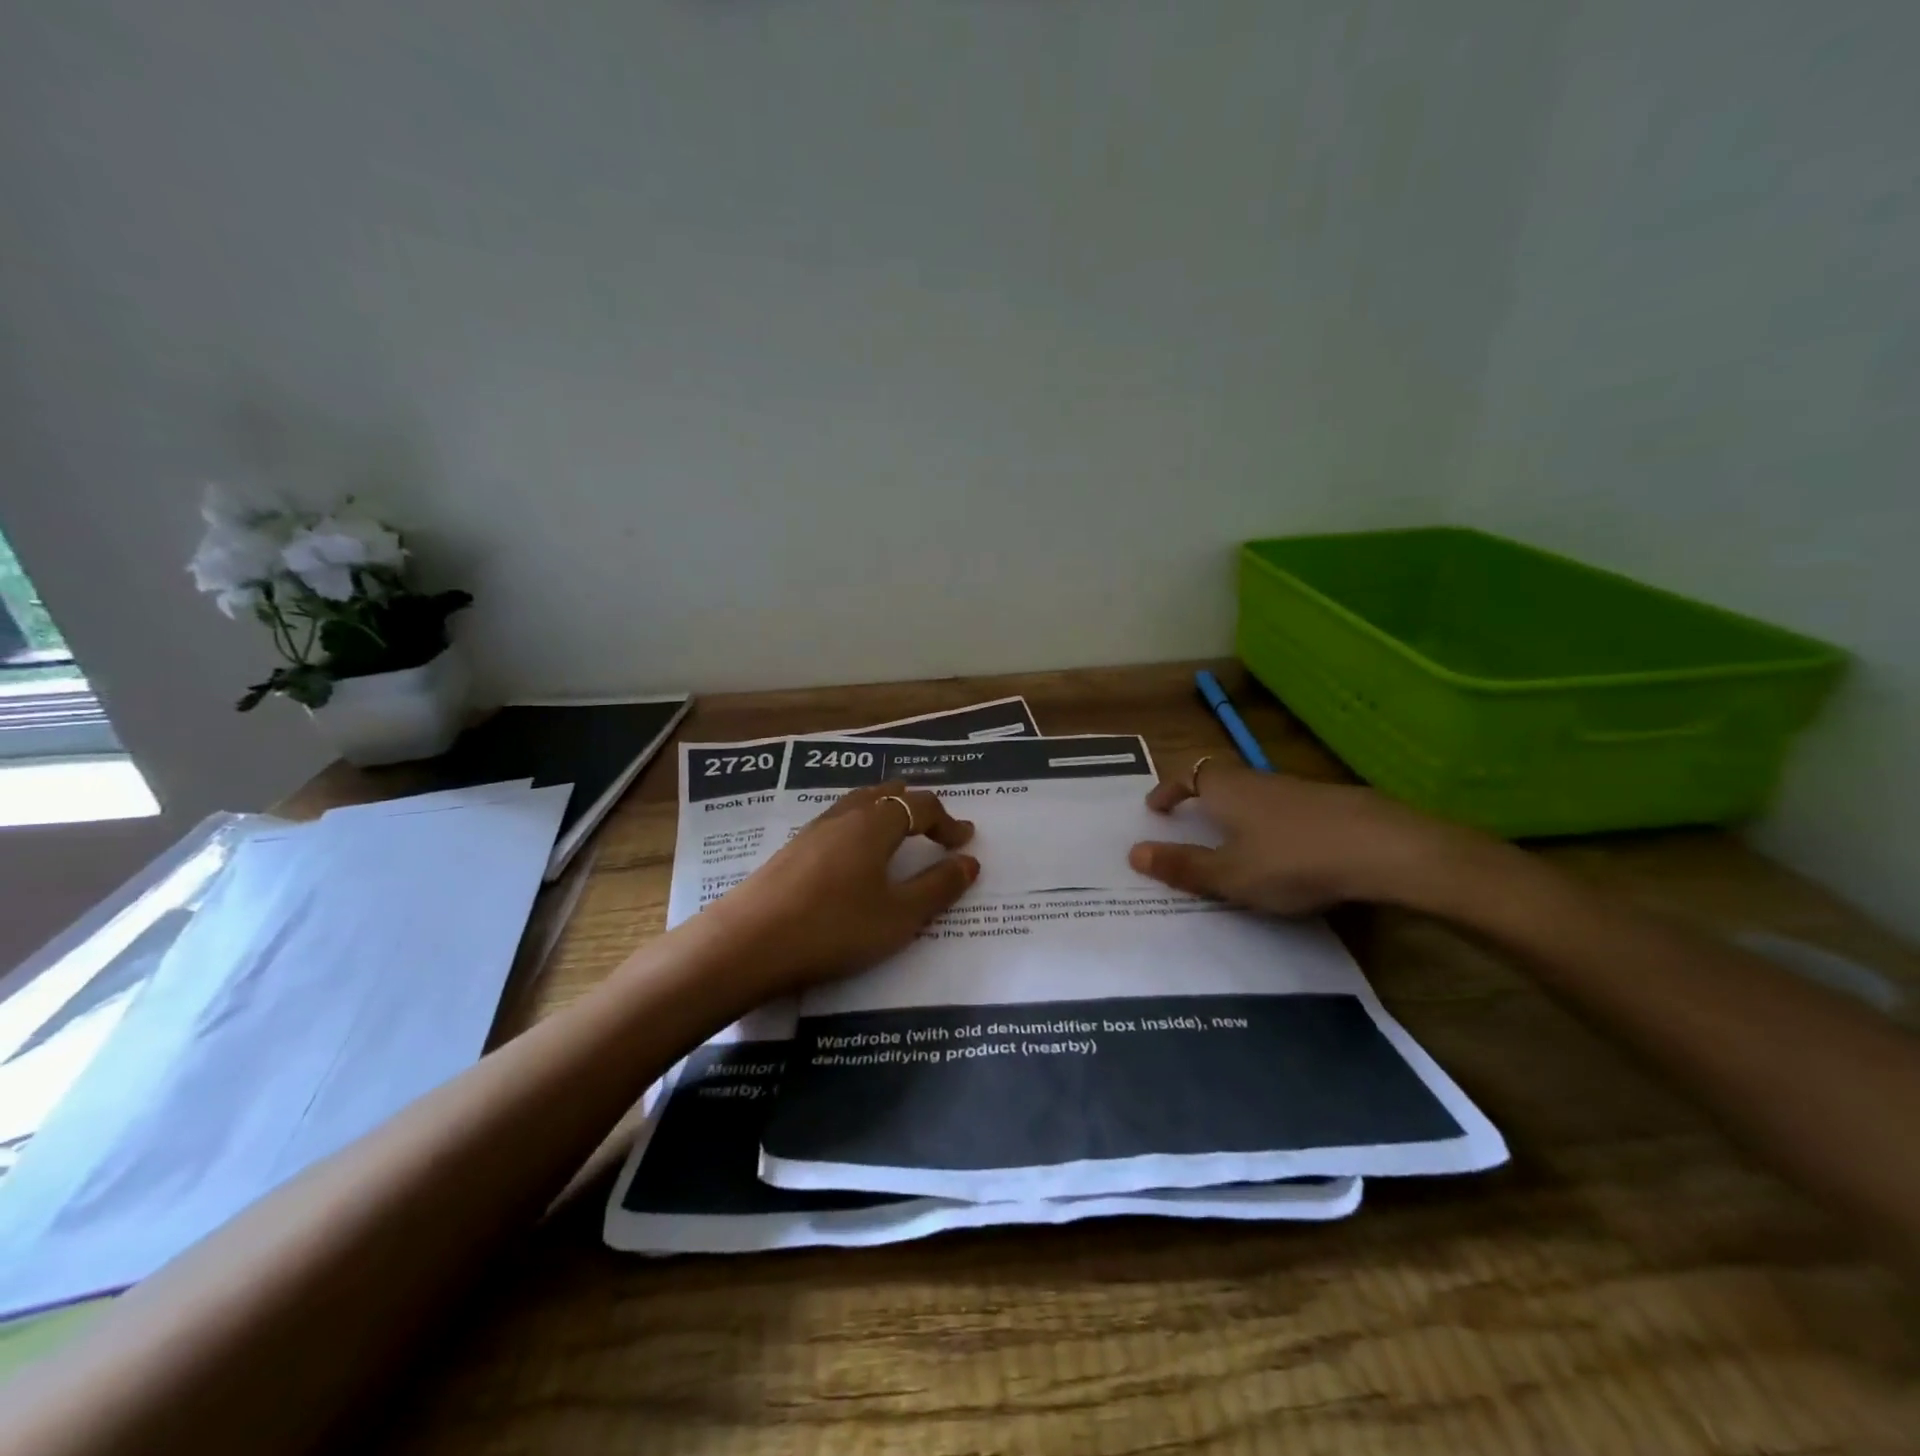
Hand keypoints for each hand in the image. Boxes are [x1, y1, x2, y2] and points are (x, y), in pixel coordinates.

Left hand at [705, 782, 978, 997]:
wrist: (747, 944)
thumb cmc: (834, 928)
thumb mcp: (899, 916)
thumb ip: (938, 887)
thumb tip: (969, 861)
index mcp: (875, 824)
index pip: (920, 807)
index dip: (947, 821)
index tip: (964, 840)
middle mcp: (844, 816)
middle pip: (885, 795)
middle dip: (914, 807)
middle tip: (932, 827)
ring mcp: (812, 831)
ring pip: (857, 806)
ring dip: (884, 814)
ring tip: (895, 835)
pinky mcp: (790, 852)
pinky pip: (836, 824)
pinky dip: (859, 829)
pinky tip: (852, 858)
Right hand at [1128, 757, 1459, 914]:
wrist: (1384, 849)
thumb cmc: (1292, 860)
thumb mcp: (1229, 874)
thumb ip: (1183, 865)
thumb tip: (1134, 853)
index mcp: (1227, 789)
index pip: (1188, 774)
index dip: (1169, 789)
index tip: (1155, 808)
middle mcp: (1259, 780)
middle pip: (1221, 778)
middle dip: (1201, 796)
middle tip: (1189, 820)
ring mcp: (1298, 789)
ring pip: (1255, 793)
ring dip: (1237, 811)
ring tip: (1233, 841)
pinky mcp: (1332, 804)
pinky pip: (1285, 809)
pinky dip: (1271, 824)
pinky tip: (1285, 851)